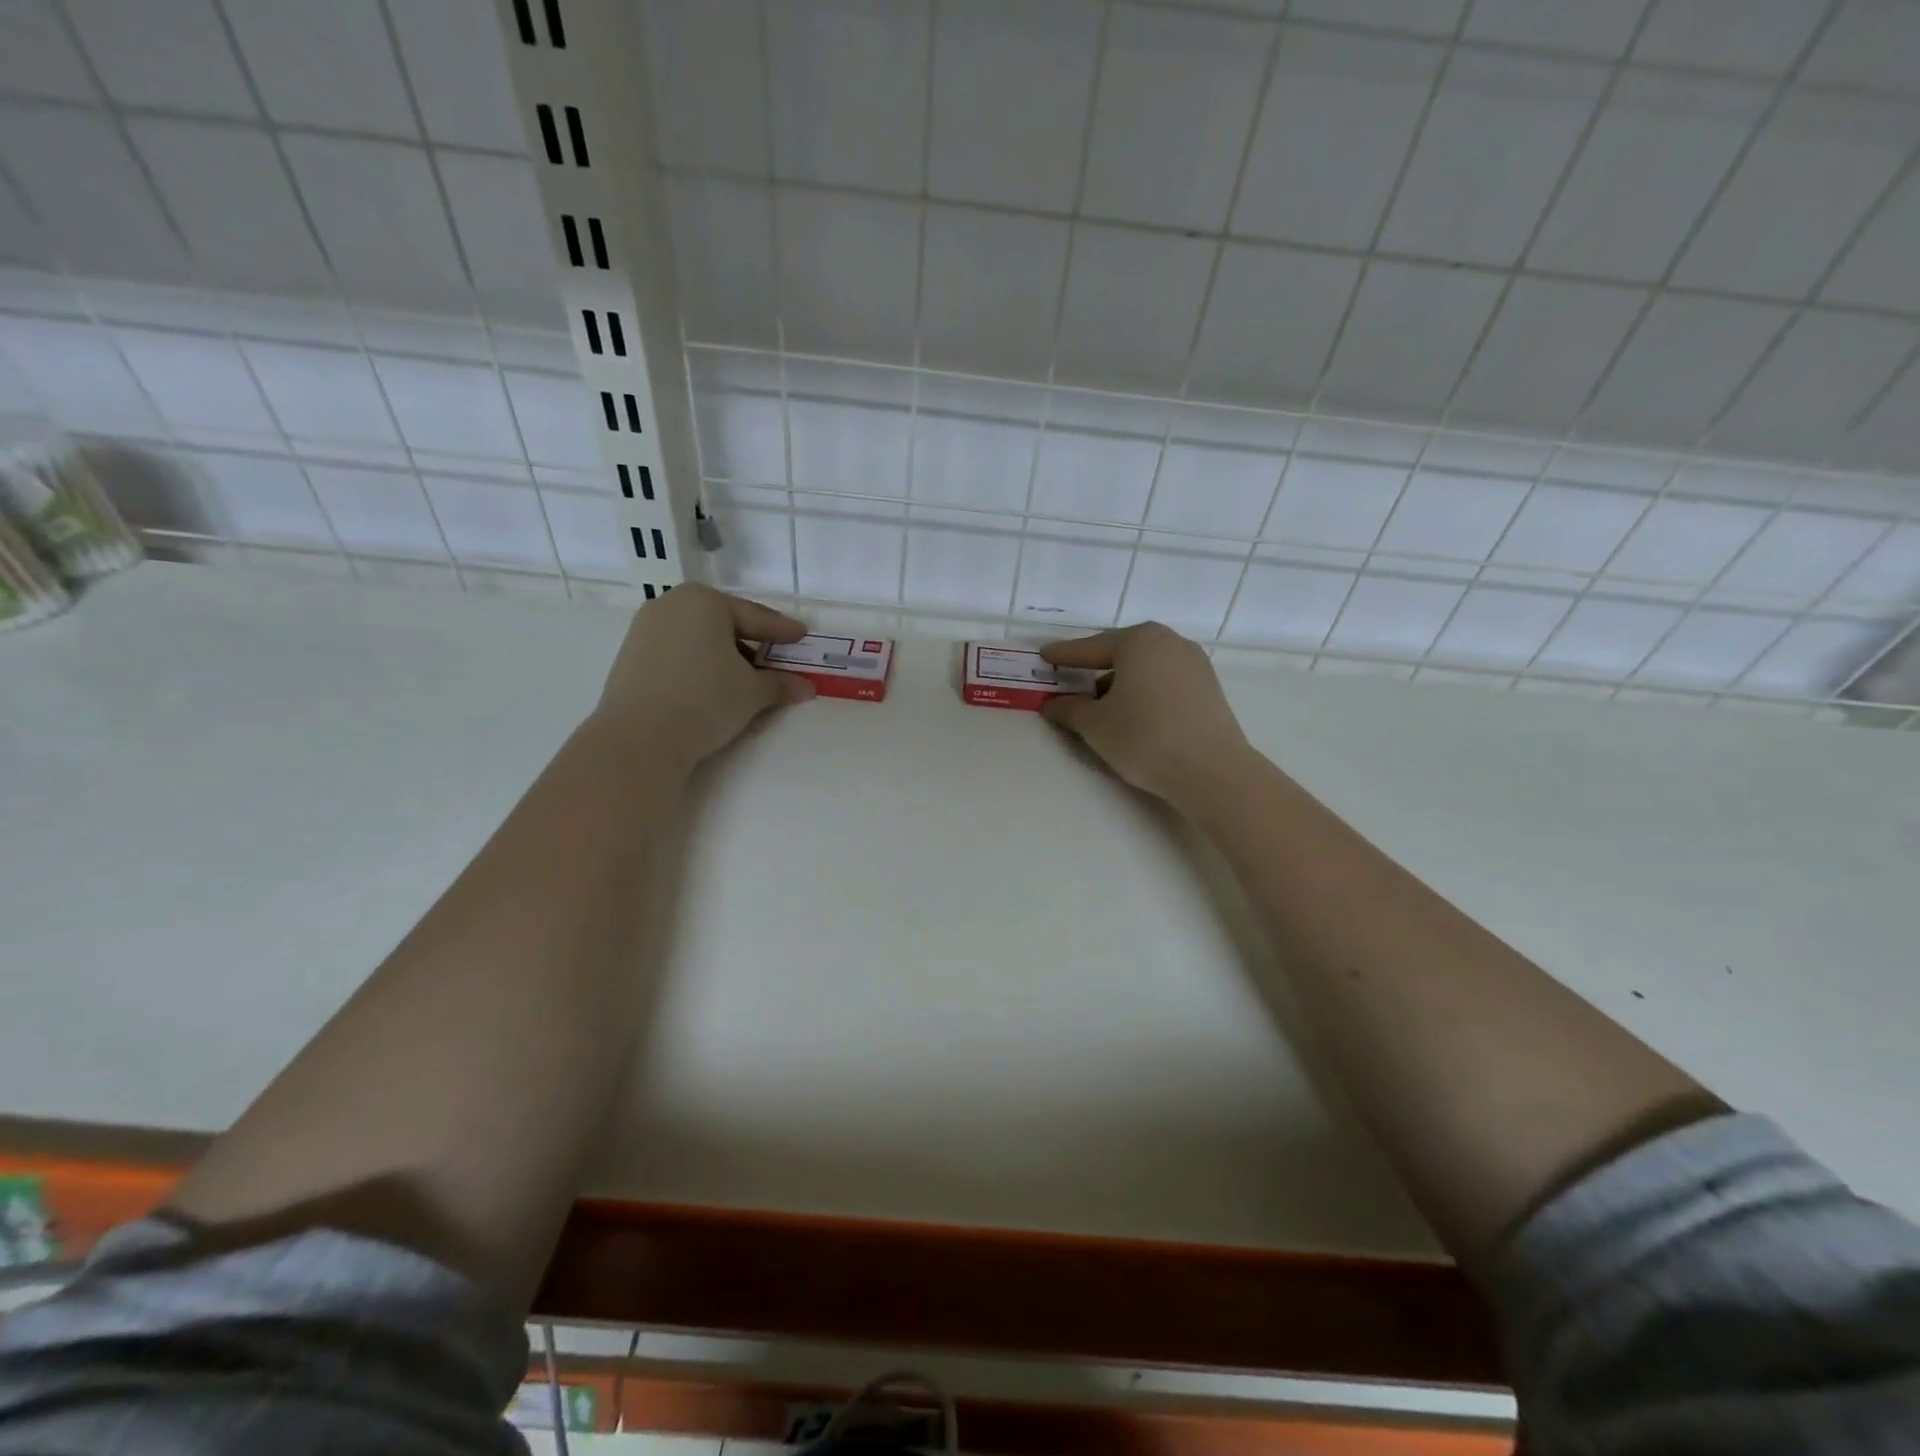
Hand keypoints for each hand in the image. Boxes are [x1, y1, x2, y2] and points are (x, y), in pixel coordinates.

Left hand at [592, 584, 813, 766]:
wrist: (640, 737)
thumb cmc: (705, 699)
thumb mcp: (753, 692)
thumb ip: (780, 684)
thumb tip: (806, 688)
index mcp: (704, 601)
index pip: (755, 617)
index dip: (782, 630)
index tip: (802, 635)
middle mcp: (671, 604)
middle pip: (724, 622)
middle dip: (752, 641)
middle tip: (776, 656)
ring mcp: (645, 629)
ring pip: (699, 637)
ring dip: (725, 654)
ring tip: (745, 676)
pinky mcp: (631, 656)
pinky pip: (677, 652)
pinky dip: (699, 663)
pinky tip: (712, 684)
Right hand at [1040, 622, 1251, 803]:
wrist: (1211, 770)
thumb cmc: (1144, 737)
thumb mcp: (1095, 725)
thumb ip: (1070, 709)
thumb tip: (1052, 704)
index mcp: (1138, 641)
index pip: (1090, 648)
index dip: (1064, 655)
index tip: (1044, 655)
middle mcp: (1169, 642)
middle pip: (1121, 652)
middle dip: (1095, 666)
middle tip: (1071, 677)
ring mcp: (1194, 664)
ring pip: (1145, 667)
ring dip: (1120, 681)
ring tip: (1101, 704)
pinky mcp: (1208, 688)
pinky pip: (1164, 681)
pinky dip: (1144, 690)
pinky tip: (1134, 713)